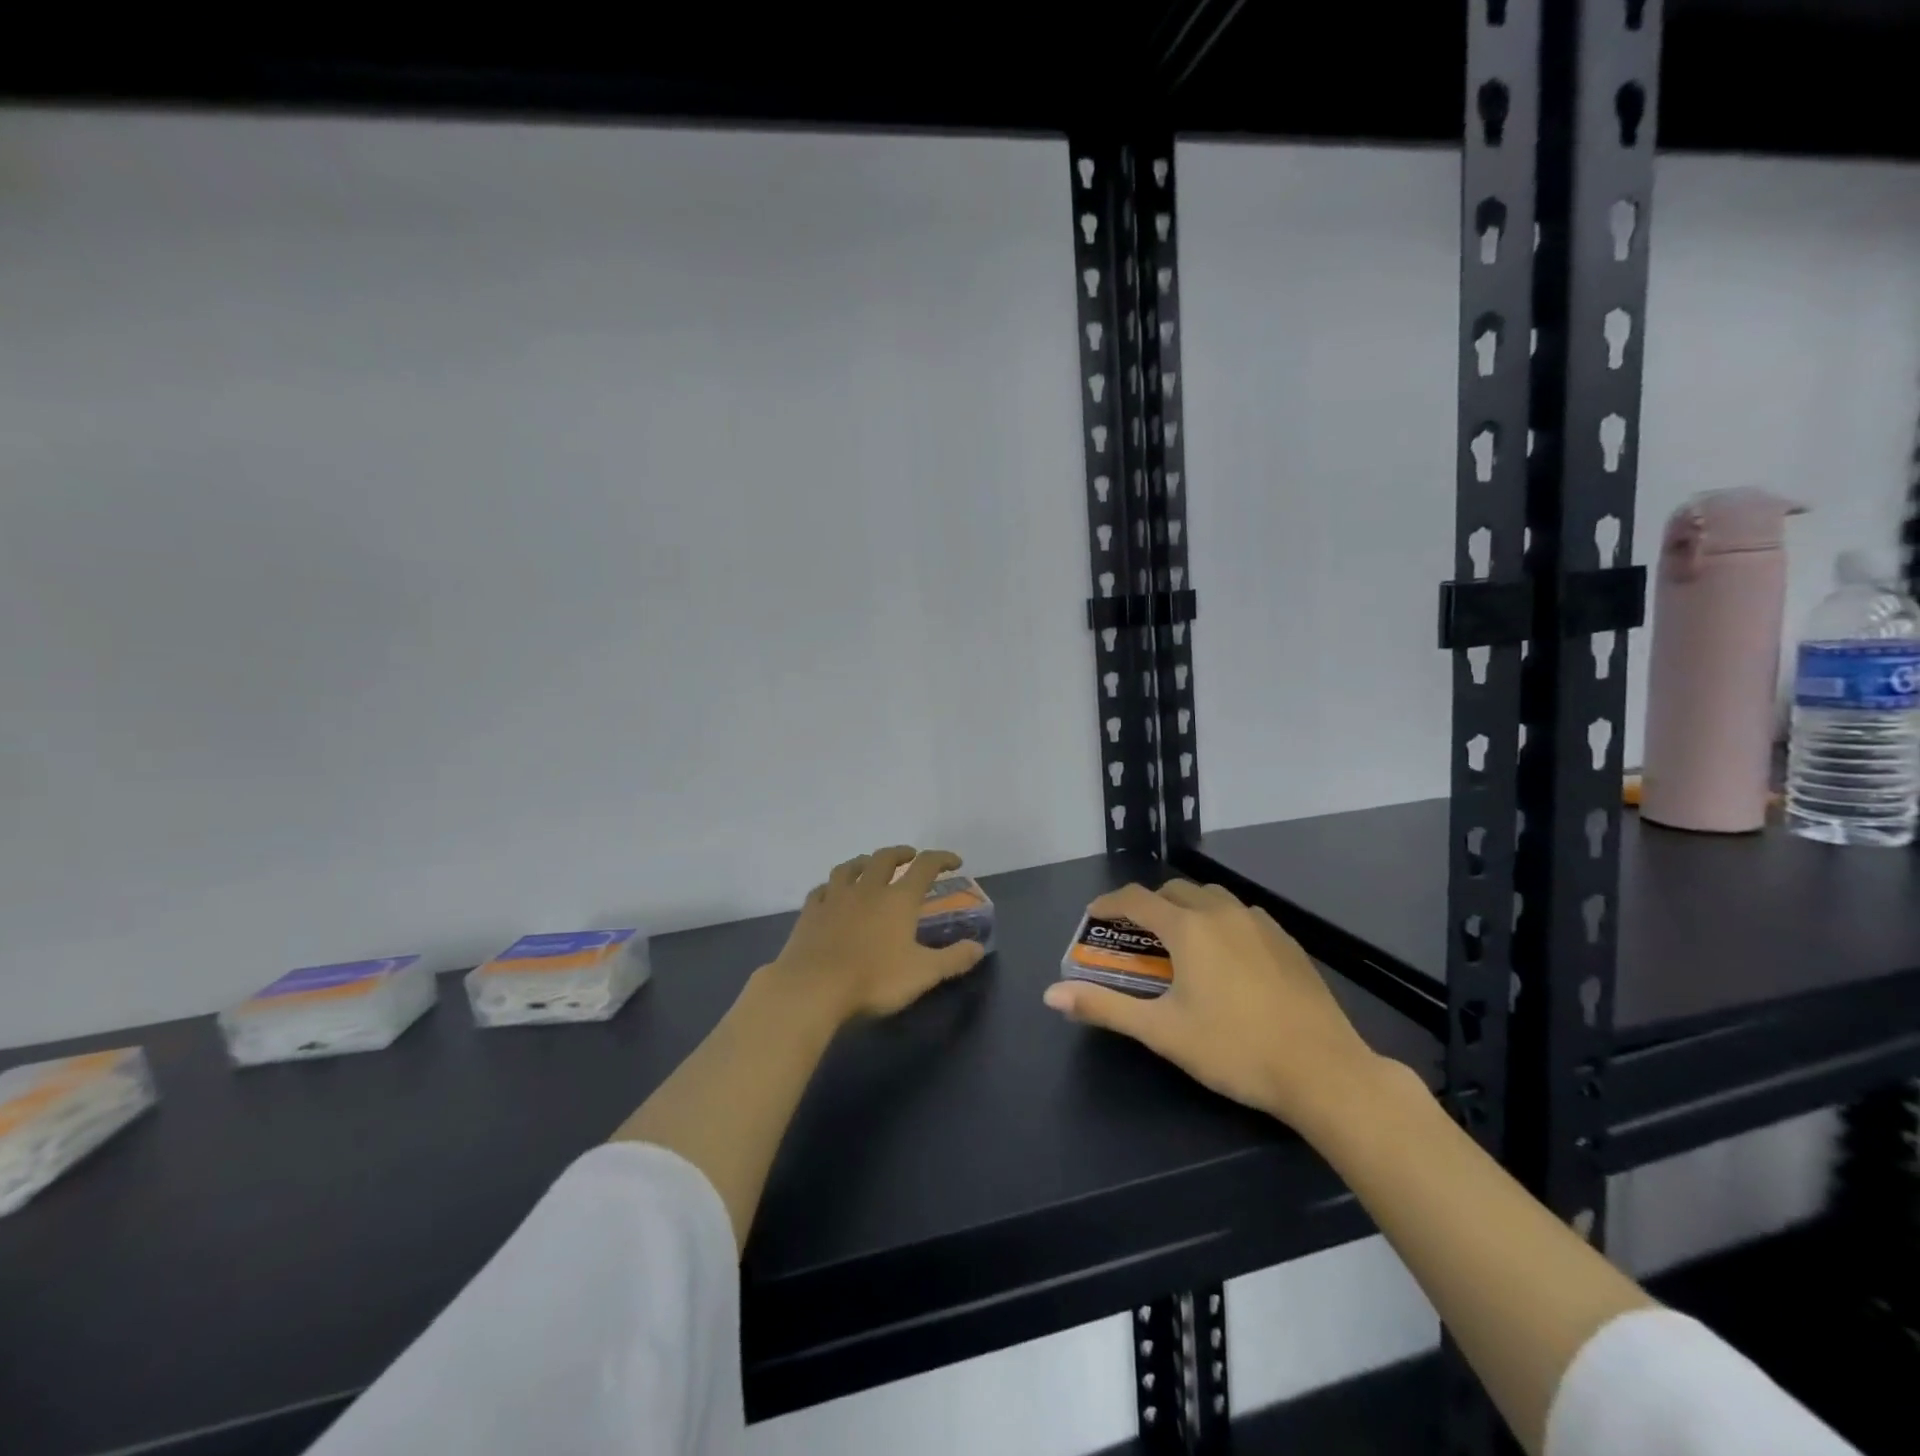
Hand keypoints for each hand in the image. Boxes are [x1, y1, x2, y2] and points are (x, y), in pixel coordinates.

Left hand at [767, 846, 987, 1027]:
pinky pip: (822, 888)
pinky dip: (832, 885)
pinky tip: (832, 892)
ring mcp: (835, 897)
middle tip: (910, 856)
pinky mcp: (810, 911)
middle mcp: (868, 889)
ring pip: (850, 867)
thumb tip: (978, 948)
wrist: (813, 988)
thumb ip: (953, 959)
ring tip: (870, 865)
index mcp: (898, 899)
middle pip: (885, 858)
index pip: (924, 867)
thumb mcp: (923, 974)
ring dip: (864, 861)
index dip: (941, 859)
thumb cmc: (874, 979)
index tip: (953, 861)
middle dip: (901, 853)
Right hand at [1042, 881, 1383, 1134]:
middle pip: (1173, 891)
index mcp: (1188, 928)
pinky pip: (1240, 914)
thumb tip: (1051, 995)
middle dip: (1148, 906)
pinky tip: (1226, 958)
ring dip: (1186, 910)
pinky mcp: (1286, 940)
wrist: (1323, 1071)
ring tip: (1180, 944)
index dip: (1109, 904)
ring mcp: (1259, 923)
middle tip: (1136, 938)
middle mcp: (1221, 912)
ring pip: (1211, 898)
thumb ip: (1105, 1007)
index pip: (1136, 899)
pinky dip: (1219, 922)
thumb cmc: (1233, 1049)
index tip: (1094, 918)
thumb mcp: (1161, 1032)